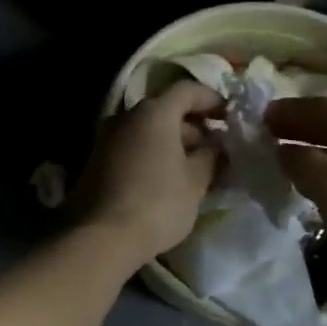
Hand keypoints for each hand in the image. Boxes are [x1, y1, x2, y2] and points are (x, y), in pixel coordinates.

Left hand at [74, 80, 223, 265]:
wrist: (102, 235)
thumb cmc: (158, 202)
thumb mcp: (195, 181)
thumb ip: (210, 157)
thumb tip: (215, 147)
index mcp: (153, 112)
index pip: (186, 90)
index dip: (211, 99)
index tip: (230, 116)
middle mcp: (126, 116)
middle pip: (165, 109)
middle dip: (193, 125)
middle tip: (216, 148)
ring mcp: (106, 136)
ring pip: (147, 129)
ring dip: (172, 141)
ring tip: (196, 167)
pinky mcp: (96, 159)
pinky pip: (132, 145)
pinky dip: (152, 153)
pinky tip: (168, 177)